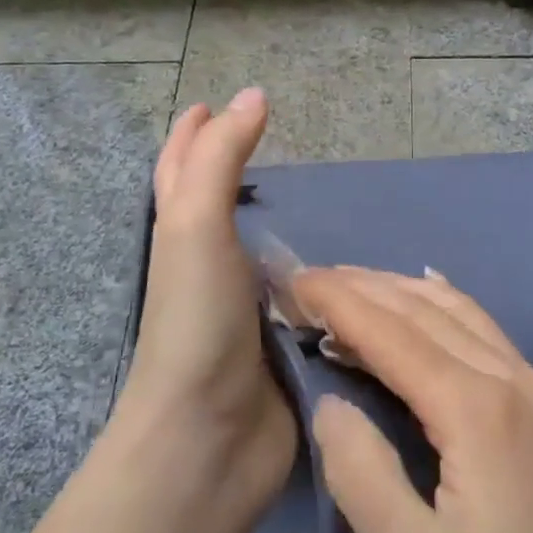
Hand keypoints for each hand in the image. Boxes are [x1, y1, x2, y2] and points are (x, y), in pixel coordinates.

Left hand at [117, 88, 295, 516]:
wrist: (208, 439)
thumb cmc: (196, 321)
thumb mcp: (196, 226)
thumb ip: (221, 158)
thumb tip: (250, 93)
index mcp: (183, 239)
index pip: (180, 172)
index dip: (191, 136)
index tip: (208, 104)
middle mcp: (211, 269)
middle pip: (218, 208)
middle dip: (233, 172)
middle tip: (272, 143)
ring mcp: (247, 311)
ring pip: (266, 253)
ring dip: (286, 228)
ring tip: (324, 201)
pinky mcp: (285, 347)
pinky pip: (306, 299)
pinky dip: (322, 278)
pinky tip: (351, 268)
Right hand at [297, 267, 532, 532]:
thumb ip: (362, 474)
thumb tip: (330, 403)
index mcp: (476, 410)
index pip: (391, 333)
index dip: (338, 302)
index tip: (293, 280)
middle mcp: (510, 377)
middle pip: (423, 309)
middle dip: (361, 286)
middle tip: (307, 278)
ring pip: (457, 311)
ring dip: (398, 290)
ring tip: (350, 284)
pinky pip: (483, 329)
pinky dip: (440, 305)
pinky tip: (425, 295)